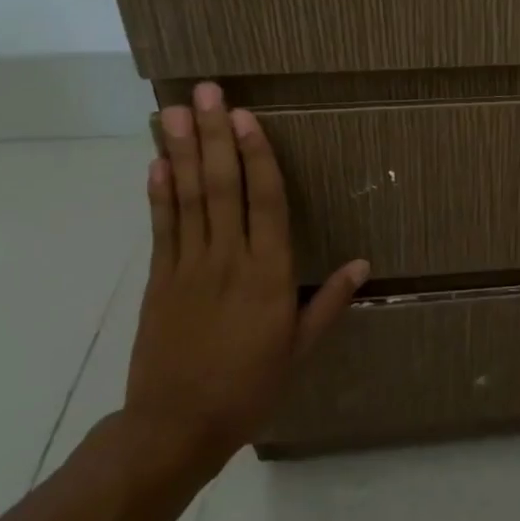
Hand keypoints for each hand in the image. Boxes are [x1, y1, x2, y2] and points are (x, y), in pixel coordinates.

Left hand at [125, 81, 368, 470]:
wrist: (175, 427)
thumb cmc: (249, 387)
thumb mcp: (300, 349)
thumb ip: (329, 302)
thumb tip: (362, 263)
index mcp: (268, 275)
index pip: (266, 202)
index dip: (257, 157)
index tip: (246, 118)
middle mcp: (228, 260)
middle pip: (222, 187)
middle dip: (213, 137)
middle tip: (207, 93)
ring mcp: (187, 268)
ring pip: (187, 199)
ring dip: (181, 152)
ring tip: (174, 111)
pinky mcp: (158, 280)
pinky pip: (162, 228)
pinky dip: (159, 193)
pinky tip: (156, 163)